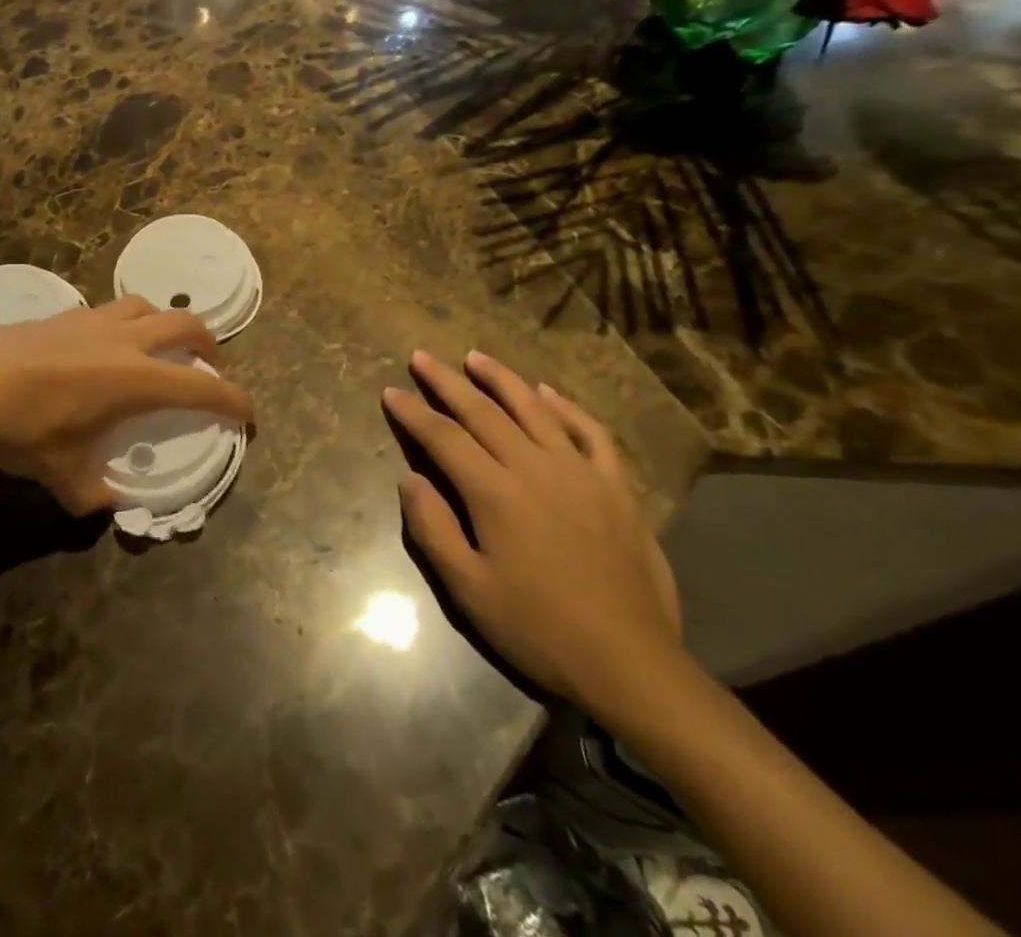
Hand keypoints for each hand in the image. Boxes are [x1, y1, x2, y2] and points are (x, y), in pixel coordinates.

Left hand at [0, 297, 251, 513]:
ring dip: (163, 322)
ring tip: (157, 345)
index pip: (202, 387)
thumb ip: (90, 493)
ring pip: (146, 306)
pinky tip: (102, 346)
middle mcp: (124, 340)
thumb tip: (104, 505)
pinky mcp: (63, 314)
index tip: (248, 415)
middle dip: (207, 343)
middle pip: (184, 323)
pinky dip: (123, 322)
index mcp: (136, 379)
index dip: (233, 400)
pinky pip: (108, 309)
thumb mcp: (61, 474)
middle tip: (208, 364)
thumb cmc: (23, 428)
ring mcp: (92, 320)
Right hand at [385, 349, 681, 718]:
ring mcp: (581, 473)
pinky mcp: (616, 487)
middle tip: (421, 357)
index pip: (443, 437)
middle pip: (482, 412)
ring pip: (534, 409)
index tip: (390, 391)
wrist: (630, 663)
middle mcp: (535, 468)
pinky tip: (548, 394)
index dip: (412, 412)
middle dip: (446, 381)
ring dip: (501, 379)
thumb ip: (432, 528)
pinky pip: (591, 432)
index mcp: (495, 493)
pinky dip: (567, 407)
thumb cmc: (539, 628)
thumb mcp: (468, 589)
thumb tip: (409, 479)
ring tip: (476, 357)